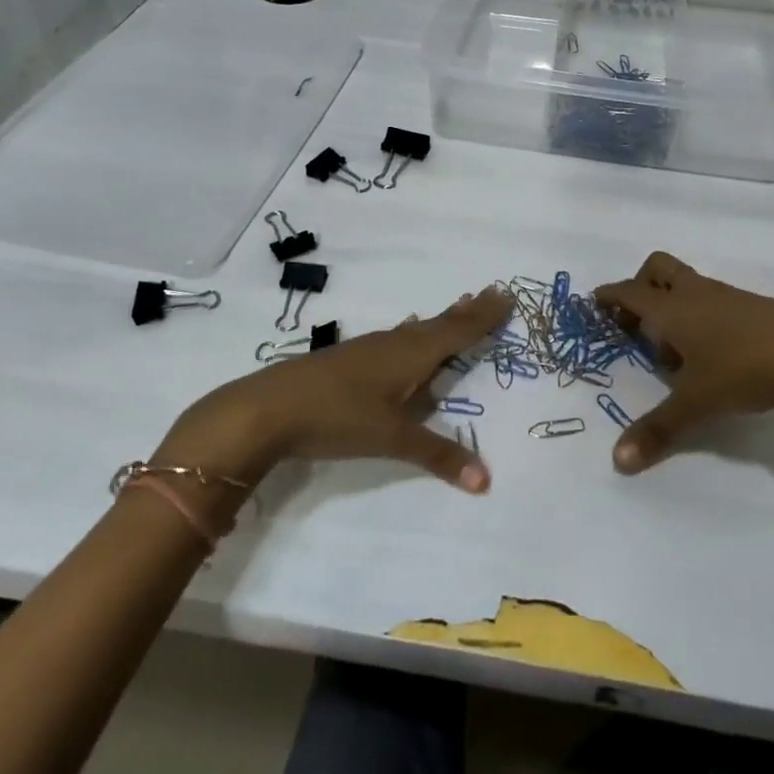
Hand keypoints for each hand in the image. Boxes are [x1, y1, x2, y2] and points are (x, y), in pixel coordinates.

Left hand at [153, 288, 511, 492]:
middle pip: (438, 324)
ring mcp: (367, 349)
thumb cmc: (337, 416)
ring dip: (439, 321)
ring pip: (414, 330)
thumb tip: (486, 479)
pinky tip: (402, 336)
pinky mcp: (347, 360)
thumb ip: (438, 455)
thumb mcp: (391, 438)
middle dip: (466, 313)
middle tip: (490, 294)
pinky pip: (394, 339)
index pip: (457, 332)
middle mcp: (393, 344)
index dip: (483, 317)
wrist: (267, 408)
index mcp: (411, 354)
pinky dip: (411, 334)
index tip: (506, 295)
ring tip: (457, 309)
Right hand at [594, 251, 773, 472]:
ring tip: (674, 351)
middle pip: (657, 268)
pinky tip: (710, 353)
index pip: (629, 292)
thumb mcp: (695, 403)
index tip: (594, 301)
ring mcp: (726, 296)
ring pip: (687, 284)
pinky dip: (699, 316)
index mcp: (671, 309)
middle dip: (640, 286)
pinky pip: (711, 299)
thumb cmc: (742, 370)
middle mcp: (695, 293)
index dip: (609, 296)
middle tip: (635, 321)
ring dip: (672, 305)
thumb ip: (658, 430)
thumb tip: (619, 461)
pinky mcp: (752, 306)